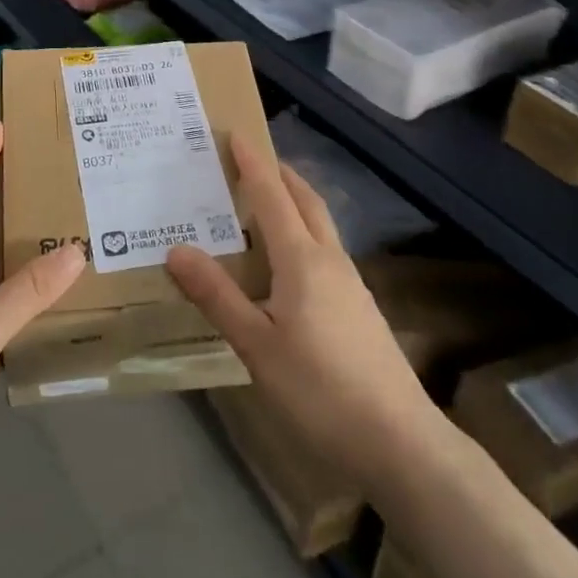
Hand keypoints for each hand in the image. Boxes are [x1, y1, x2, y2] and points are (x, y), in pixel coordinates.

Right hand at [167, 138, 435, 487]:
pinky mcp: (359, 307)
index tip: (235, 133)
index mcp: (302, 260)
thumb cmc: (321, 390)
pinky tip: (288, 262)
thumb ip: (217, 296)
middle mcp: (329, 260)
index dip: (252, 163)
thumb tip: (176, 249)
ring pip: (320, 224)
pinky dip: (303, 232)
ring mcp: (350, 284)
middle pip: (305, 200)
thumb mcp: (257, 346)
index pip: (273, 196)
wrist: (401, 443)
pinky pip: (325, 249)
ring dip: (294, 201)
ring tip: (264, 202)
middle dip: (279, 173)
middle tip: (250, 158)